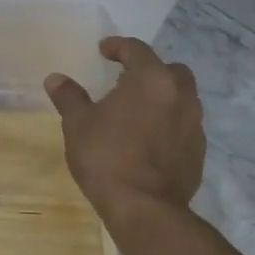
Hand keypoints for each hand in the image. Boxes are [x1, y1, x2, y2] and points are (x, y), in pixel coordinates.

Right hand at [45, 37, 204, 224]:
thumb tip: (55, 78)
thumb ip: (69, 96)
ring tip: (137, 109)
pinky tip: (149, 138)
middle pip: (170, 70)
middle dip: (150, 69)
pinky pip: (184, 125)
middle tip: (126, 79)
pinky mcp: (199, 151)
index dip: (118, 46)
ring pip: (182, 98)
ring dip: (162, 97)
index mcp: (151, 79)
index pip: (137, 50)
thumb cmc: (107, 156)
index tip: (103, 50)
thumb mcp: (78, 124)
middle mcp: (180, 95)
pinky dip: (169, 123)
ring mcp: (194, 124)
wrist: (145, 208)